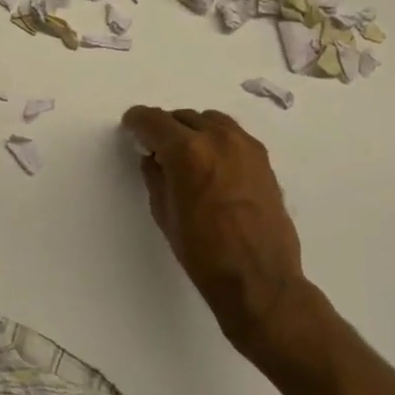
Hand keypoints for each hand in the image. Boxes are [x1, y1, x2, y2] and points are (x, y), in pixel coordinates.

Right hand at [120, 106, 328, 366]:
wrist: (258, 278)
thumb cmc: (202, 251)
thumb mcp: (164, 212)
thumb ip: (155, 176)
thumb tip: (154, 158)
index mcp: (186, 151)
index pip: (153, 120)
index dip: (137, 121)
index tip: (131, 126)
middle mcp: (217, 138)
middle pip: (182, 117)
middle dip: (165, 128)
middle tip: (156, 148)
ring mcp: (245, 146)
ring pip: (210, 121)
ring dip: (192, 130)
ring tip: (186, 154)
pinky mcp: (263, 159)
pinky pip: (232, 136)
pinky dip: (216, 140)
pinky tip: (212, 165)